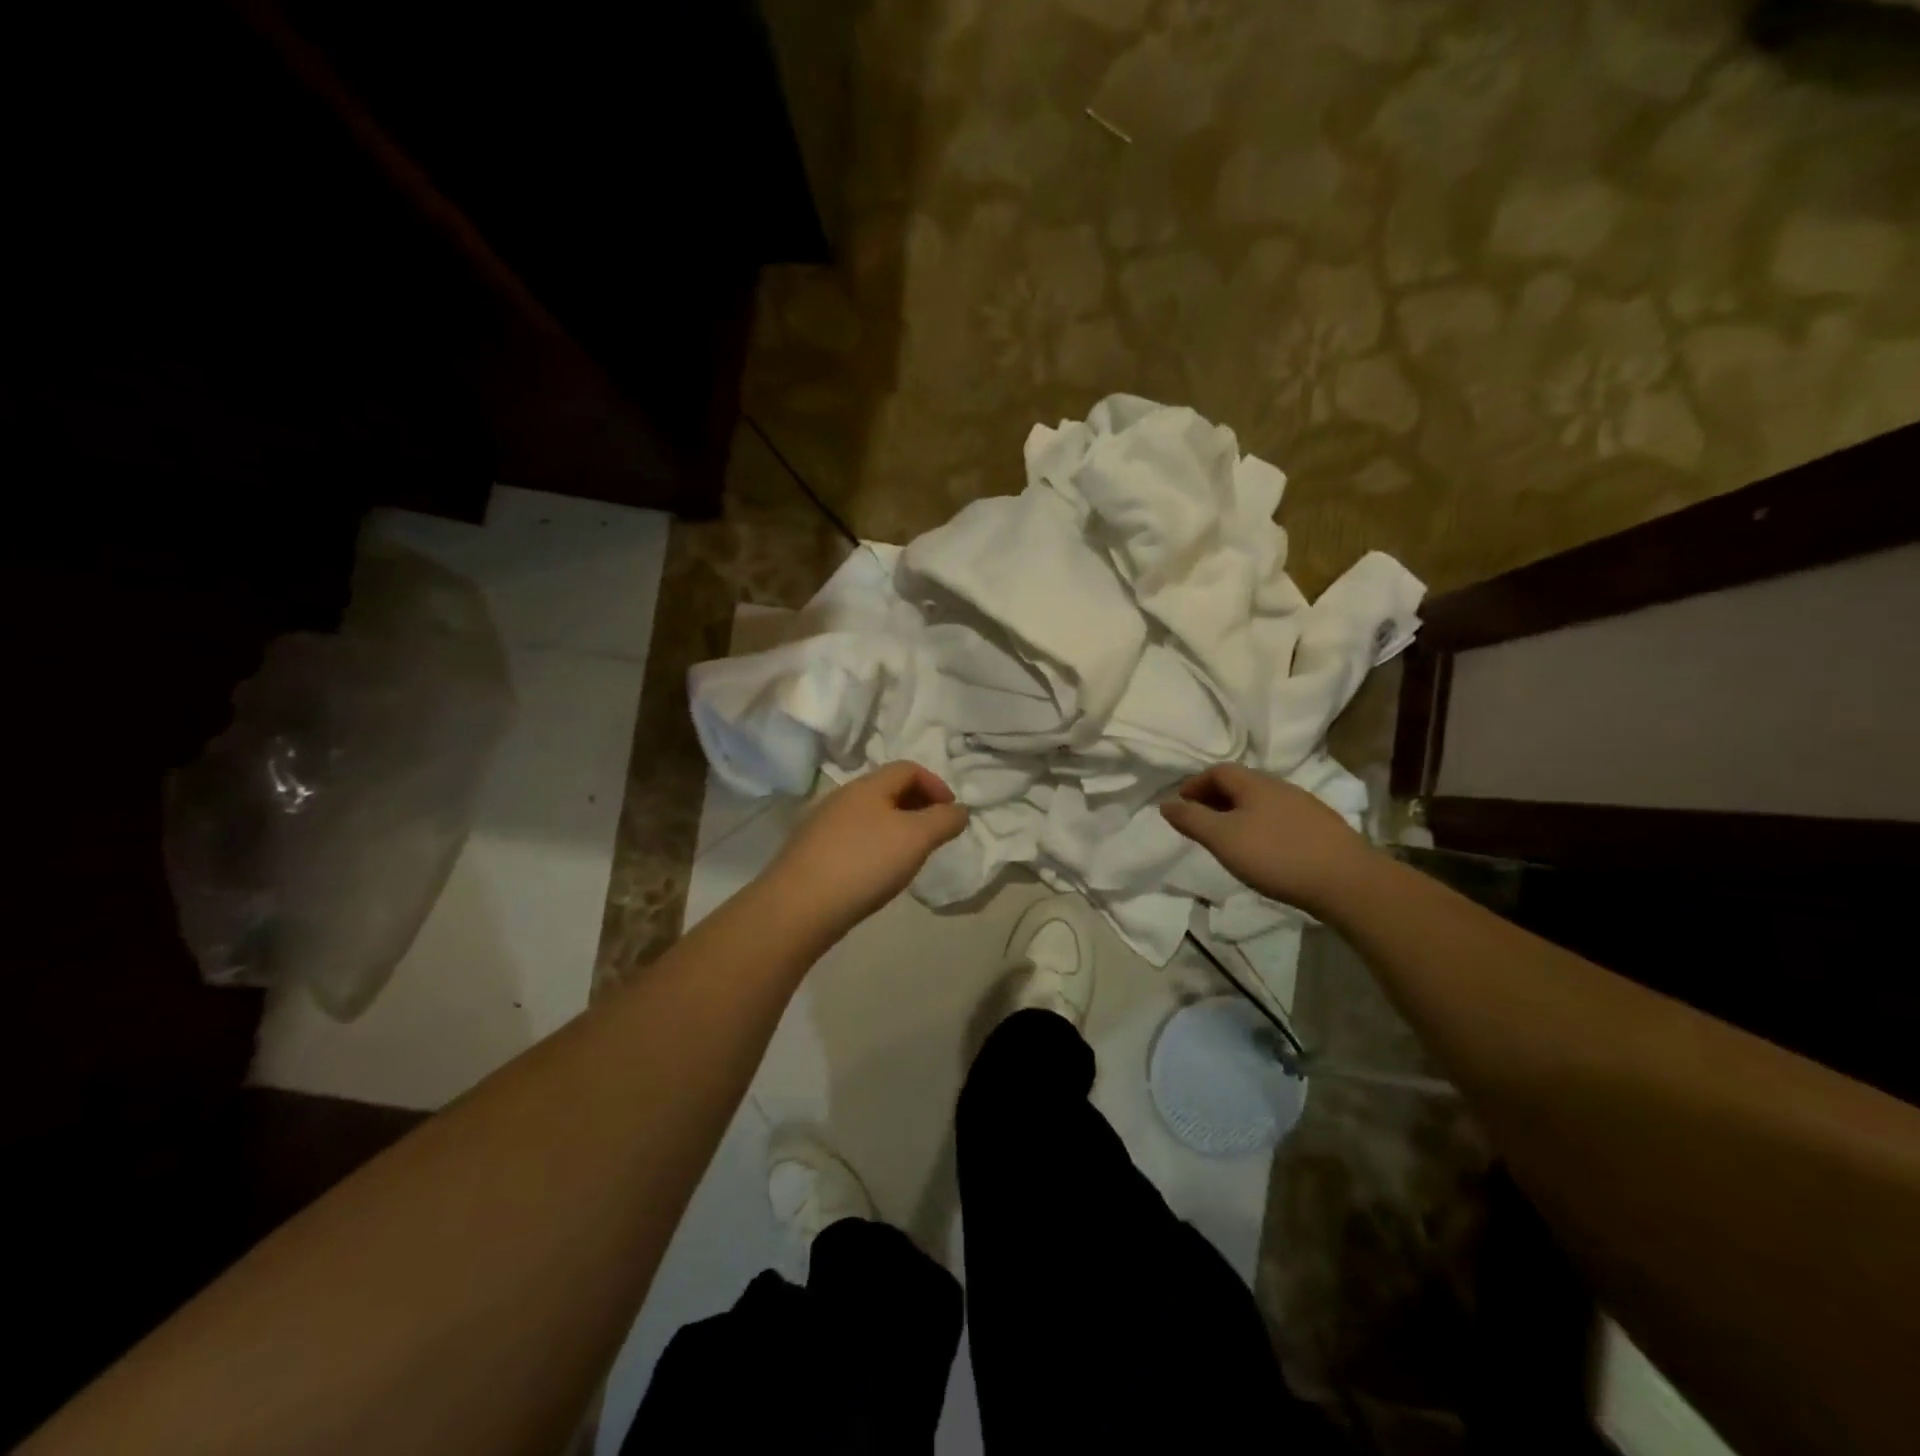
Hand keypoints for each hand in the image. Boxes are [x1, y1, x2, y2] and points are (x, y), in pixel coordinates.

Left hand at [761, 761, 968, 939]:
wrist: (798, 906)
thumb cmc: (864, 863)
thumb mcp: (916, 839)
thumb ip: (944, 820)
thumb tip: (960, 810)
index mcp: (867, 786)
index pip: (908, 768)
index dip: (936, 784)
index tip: (951, 813)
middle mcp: (842, 797)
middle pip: (887, 790)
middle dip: (917, 806)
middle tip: (934, 835)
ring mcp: (821, 825)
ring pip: (868, 815)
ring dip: (895, 828)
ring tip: (907, 857)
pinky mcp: (810, 852)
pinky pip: (852, 838)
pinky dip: (873, 847)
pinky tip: (875, 875)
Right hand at [1160, 763, 1374, 915]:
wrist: (1347, 881)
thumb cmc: (1276, 855)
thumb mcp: (1223, 839)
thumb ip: (1191, 819)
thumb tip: (1166, 803)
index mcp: (1254, 784)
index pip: (1218, 771)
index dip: (1195, 784)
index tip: (1180, 804)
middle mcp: (1281, 787)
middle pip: (1241, 784)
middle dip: (1215, 798)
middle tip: (1199, 821)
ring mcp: (1306, 807)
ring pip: (1262, 802)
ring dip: (1239, 813)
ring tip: (1229, 838)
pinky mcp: (1323, 829)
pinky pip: (1281, 818)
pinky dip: (1262, 826)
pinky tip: (1264, 850)